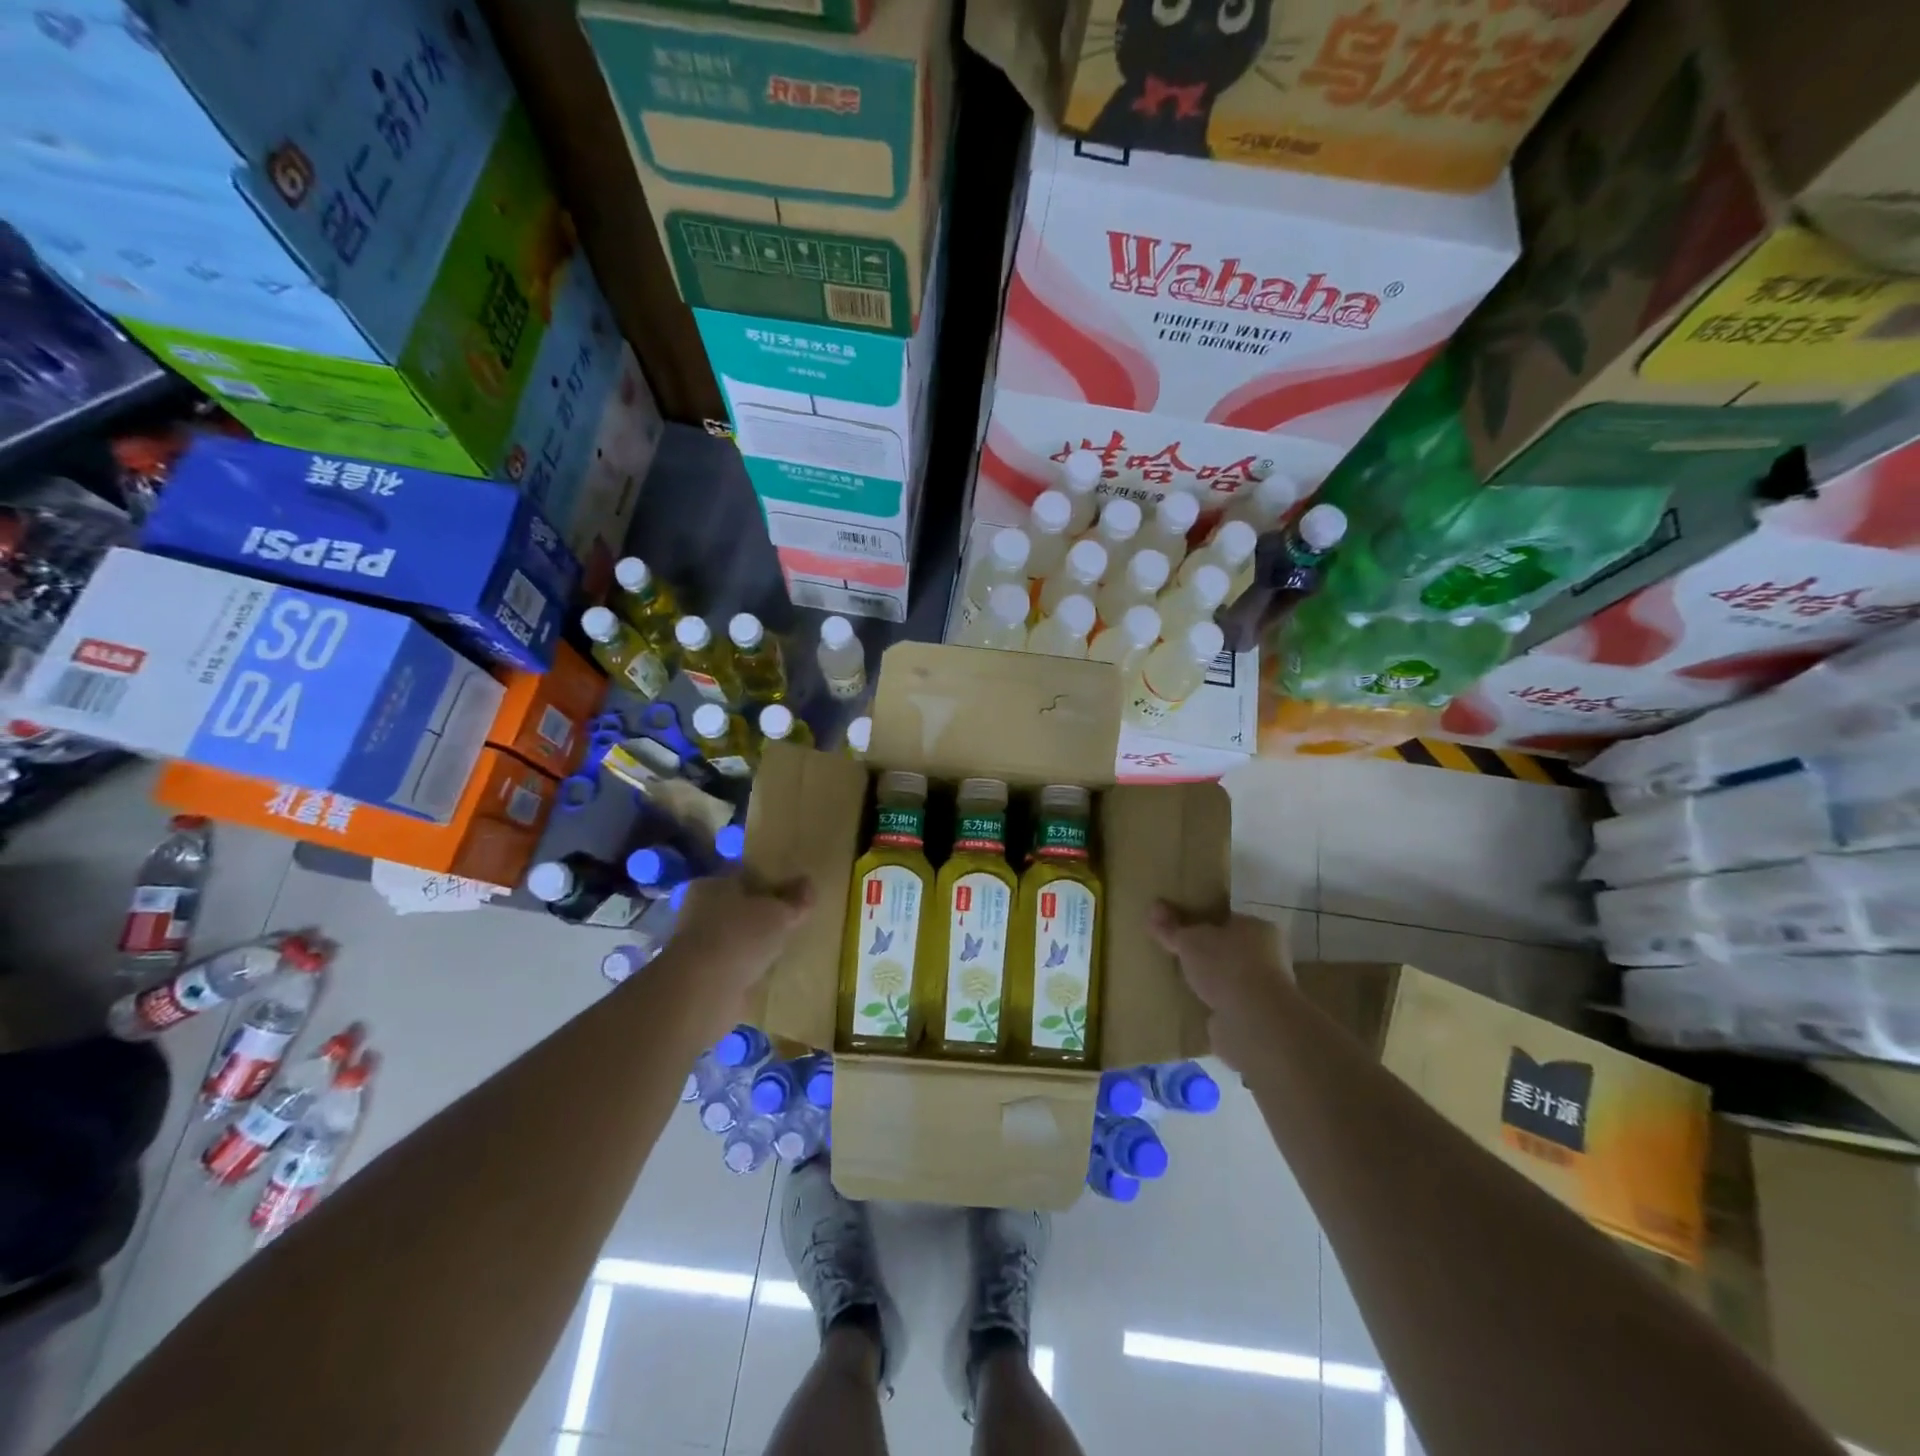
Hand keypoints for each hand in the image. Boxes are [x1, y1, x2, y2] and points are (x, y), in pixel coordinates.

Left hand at [667, 874, 814, 1012]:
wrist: (702, 992)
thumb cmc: (740, 937)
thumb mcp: (779, 914)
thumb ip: (796, 900)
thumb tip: (808, 884)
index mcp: (713, 883)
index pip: (744, 872)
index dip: (770, 879)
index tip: (793, 891)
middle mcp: (699, 909)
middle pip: (738, 904)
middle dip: (761, 911)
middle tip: (791, 919)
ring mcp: (697, 943)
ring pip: (734, 934)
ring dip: (753, 940)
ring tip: (782, 947)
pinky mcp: (699, 974)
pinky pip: (731, 961)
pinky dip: (745, 964)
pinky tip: (765, 970)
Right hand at [1148, 902, 1294, 1071]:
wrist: (1253, 1022)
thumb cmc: (1226, 966)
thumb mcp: (1189, 940)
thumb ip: (1171, 926)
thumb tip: (1154, 907)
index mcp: (1258, 928)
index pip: (1227, 919)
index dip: (1202, 921)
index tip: (1179, 927)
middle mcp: (1268, 956)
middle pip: (1227, 949)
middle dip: (1203, 953)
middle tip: (1174, 953)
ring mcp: (1264, 989)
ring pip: (1227, 978)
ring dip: (1207, 981)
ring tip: (1176, 980)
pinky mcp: (1255, 1018)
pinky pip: (1226, 1004)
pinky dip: (1210, 1004)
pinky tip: (1189, 1005)